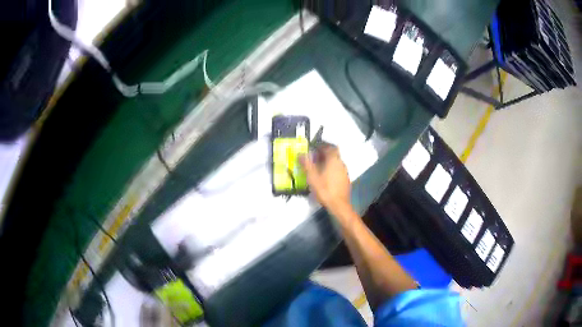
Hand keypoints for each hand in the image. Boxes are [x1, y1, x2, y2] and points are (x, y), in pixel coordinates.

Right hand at [299, 145, 351, 215]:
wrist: (339, 204)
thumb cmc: (325, 189)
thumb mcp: (312, 176)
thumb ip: (306, 164)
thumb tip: (300, 154)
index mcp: (333, 160)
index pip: (329, 147)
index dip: (321, 145)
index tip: (314, 147)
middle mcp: (341, 163)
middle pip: (333, 154)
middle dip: (324, 153)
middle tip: (314, 156)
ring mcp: (345, 171)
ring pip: (336, 162)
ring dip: (327, 161)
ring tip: (318, 166)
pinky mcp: (346, 179)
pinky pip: (338, 169)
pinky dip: (331, 169)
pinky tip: (325, 176)